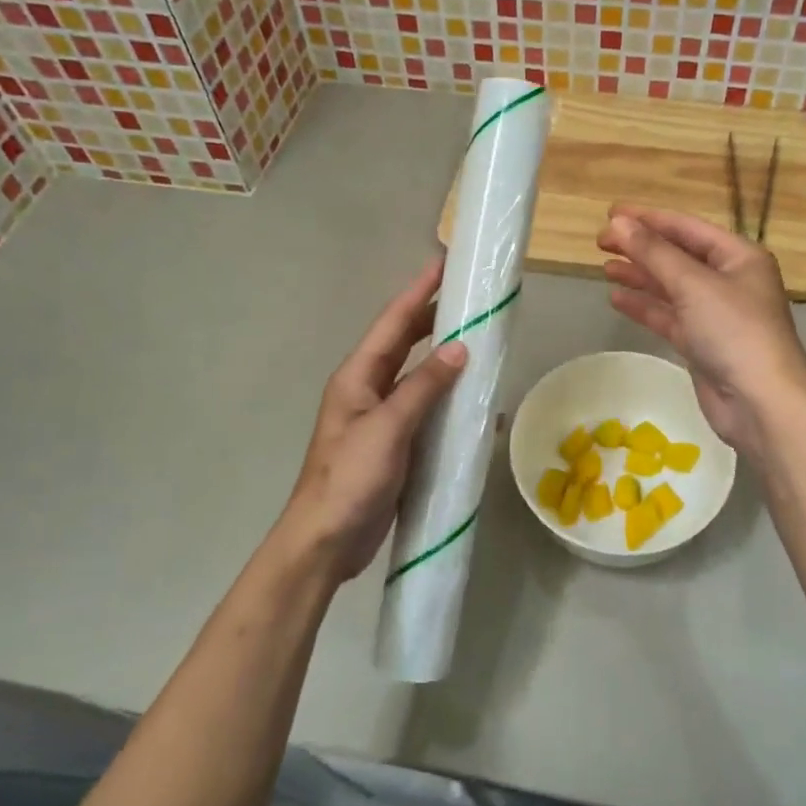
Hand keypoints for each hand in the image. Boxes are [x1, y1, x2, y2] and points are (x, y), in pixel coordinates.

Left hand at [277, 257, 467, 583]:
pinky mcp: (395, 445)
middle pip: (403, 343)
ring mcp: (381, 418)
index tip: (443, 264)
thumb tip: (459, 347)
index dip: (418, 292)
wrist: (326, 541)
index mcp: (358, 377)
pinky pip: (426, 411)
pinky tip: (474, 403)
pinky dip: (448, 400)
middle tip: (468, 298)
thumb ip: (423, 386)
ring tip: (478, 341)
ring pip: (417, 376)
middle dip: (432, 318)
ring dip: (443, 358)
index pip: (392, 322)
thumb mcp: (387, 427)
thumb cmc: (350, 478)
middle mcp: (368, 390)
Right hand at [598, 204, 805, 456]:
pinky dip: (645, 306)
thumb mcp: (692, 284)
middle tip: (600, 241)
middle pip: (677, 256)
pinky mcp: (702, 343)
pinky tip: (617, 298)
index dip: (648, 219)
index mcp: (738, 257)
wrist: (760, 402)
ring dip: (640, 276)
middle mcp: (729, 281)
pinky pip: (669, 316)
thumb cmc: (734, 331)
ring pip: (671, 287)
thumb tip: (618, 223)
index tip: (611, 214)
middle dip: (640, 247)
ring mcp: (715, 314)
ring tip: (604, 267)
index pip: (687, 228)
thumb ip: (653, 252)